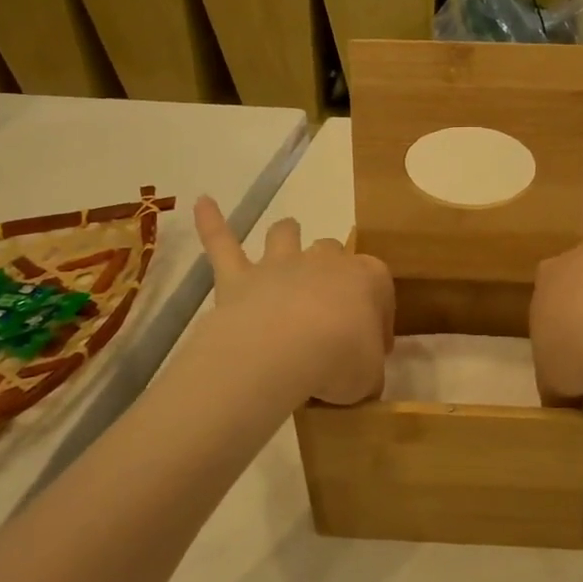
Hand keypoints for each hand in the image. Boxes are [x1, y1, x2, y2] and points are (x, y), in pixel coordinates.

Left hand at [194, 198, 393, 405]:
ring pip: (285, 235)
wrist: (283, 351)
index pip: (380, 291)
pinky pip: (222, 243)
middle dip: (333, 269)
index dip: (379, 320)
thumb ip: (368, 373)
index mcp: (368, 279)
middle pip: (333, 252)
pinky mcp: (238, 277)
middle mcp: (325, 261)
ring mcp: (279, 265)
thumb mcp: (370, 377)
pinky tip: (202, 202)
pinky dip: (212, 223)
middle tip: (331, 307)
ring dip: (287, 235)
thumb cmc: (340, 360)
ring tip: (287, 236)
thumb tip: (363, 380)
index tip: (374, 348)